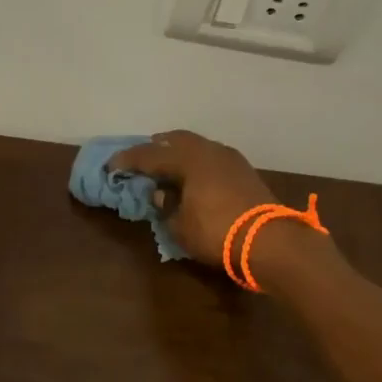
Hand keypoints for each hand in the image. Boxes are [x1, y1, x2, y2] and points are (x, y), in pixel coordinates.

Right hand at [108, 130, 278, 268]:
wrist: (269, 241)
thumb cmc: (216, 232)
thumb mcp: (180, 226)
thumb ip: (166, 207)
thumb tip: (162, 194)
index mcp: (188, 159)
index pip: (150, 155)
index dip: (128, 161)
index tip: (111, 166)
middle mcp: (209, 151)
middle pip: (177, 140)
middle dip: (157, 147)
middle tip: (142, 157)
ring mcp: (231, 159)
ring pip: (198, 147)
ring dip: (180, 154)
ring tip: (167, 167)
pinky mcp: (245, 172)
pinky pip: (212, 159)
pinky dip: (197, 164)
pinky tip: (193, 177)